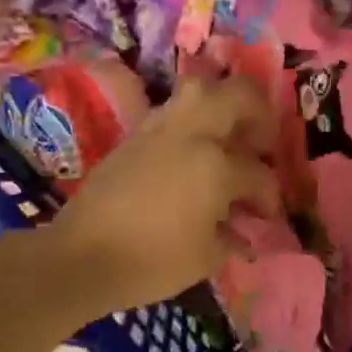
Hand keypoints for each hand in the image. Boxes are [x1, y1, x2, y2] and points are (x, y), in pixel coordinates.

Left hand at [45, 74, 277, 310]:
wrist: (81, 256)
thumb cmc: (151, 262)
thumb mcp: (206, 258)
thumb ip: (233, 236)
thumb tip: (244, 228)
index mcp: (216, 166)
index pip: (259, 174)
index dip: (270, 196)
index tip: (268, 214)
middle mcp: (192, 134)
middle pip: (238, 95)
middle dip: (259, 114)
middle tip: (261, 143)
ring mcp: (161, 128)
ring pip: (201, 88)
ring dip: (223, 104)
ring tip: (227, 134)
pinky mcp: (136, 133)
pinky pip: (174, 110)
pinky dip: (192, 119)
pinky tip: (192, 149)